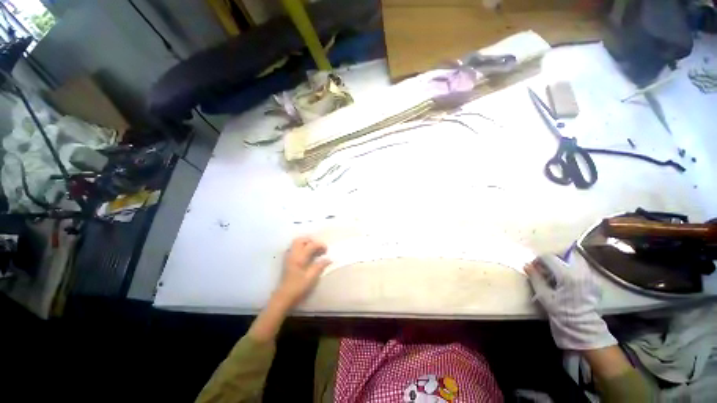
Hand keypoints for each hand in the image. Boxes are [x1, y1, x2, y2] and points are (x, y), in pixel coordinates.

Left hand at [272, 237, 330, 308]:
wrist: (283, 297)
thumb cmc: (298, 287)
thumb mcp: (311, 277)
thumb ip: (320, 266)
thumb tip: (328, 259)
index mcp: (299, 258)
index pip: (311, 245)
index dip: (320, 245)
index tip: (326, 250)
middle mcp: (293, 254)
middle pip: (300, 240)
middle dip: (311, 241)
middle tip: (318, 247)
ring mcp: (288, 257)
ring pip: (296, 243)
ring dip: (305, 243)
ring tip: (313, 250)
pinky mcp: (287, 261)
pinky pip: (294, 249)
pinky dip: (301, 248)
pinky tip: (306, 256)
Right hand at [525, 254, 616, 350]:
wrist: (582, 326)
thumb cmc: (560, 311)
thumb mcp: (544, 295)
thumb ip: (535, 278)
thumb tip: (526, 265)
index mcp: (567, 275)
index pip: (550, 257)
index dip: (539, 260)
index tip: (534, 266)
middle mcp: (581, 272)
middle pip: (563, 256)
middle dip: (552, 260)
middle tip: (544, 268)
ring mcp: (589, 276)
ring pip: (573, 260)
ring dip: (562, 263)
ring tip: (555, 273)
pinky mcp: (594, 281)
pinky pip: (581, 268)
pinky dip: (571, 269)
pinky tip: (566, 280)